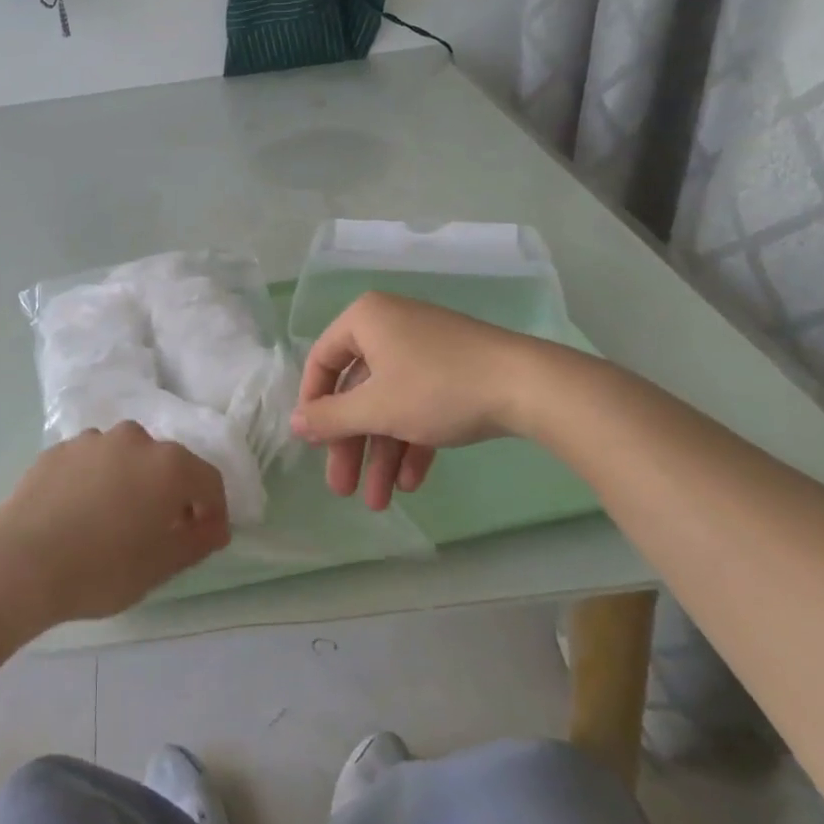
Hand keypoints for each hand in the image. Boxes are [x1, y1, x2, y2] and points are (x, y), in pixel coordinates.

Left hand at [0, 423, 230, 622]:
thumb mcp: (162, 565)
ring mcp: (91, 440)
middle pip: (165, 464)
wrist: (20, 563)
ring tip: (113, 522)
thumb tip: (215, 525)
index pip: (207, 480)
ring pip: (125, 459)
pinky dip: (95, 482)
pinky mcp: (57, 450)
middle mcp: (133, 439)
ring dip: (130, 483)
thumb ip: (198, 540)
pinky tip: (79, 515)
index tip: (205, 538)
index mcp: (168, 464)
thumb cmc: (102, 568)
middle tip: (159, 532)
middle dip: (170, 494)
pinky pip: (90, 464)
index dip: (213, 510)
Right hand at [291, 292, 529, 510]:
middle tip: (343, 488)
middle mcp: (391, 326)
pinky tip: (411, 482)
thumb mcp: (376, 408)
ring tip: (380, 503)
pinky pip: (420, 404)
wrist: (529, 386)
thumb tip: (295, 423)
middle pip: (358, 391)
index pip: (322, 361)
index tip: (313, 443)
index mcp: (366, 320)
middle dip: (352, 445)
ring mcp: (425, 348)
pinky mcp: (454, 370)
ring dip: (382, 453)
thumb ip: (329, 417)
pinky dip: (413, 441)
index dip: (314, 405)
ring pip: (390, 403)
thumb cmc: (437, 388)